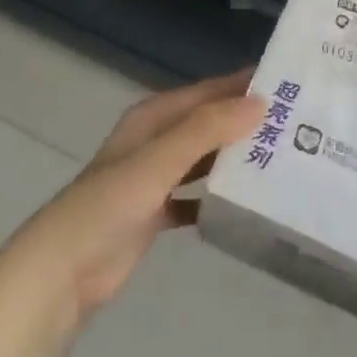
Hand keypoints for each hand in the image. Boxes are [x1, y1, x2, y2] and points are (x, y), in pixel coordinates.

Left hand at [0, 70, 262, 327]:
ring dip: (235, 157)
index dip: (242, 87)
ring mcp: (155, 177)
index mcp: (154, 117)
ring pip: (204, 159)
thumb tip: (260, 103)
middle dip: (245, 122)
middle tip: (294, 126)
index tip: (287, 86)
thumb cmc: (108, 204)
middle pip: (208, 123)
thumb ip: (206, 130)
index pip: (207, 92)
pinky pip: (196, 195)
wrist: (62, 270)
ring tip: (281, 158)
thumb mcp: (158, 160)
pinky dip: (217, 196)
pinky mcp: (156, 212)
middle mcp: (156, 140)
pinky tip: (246, 202)